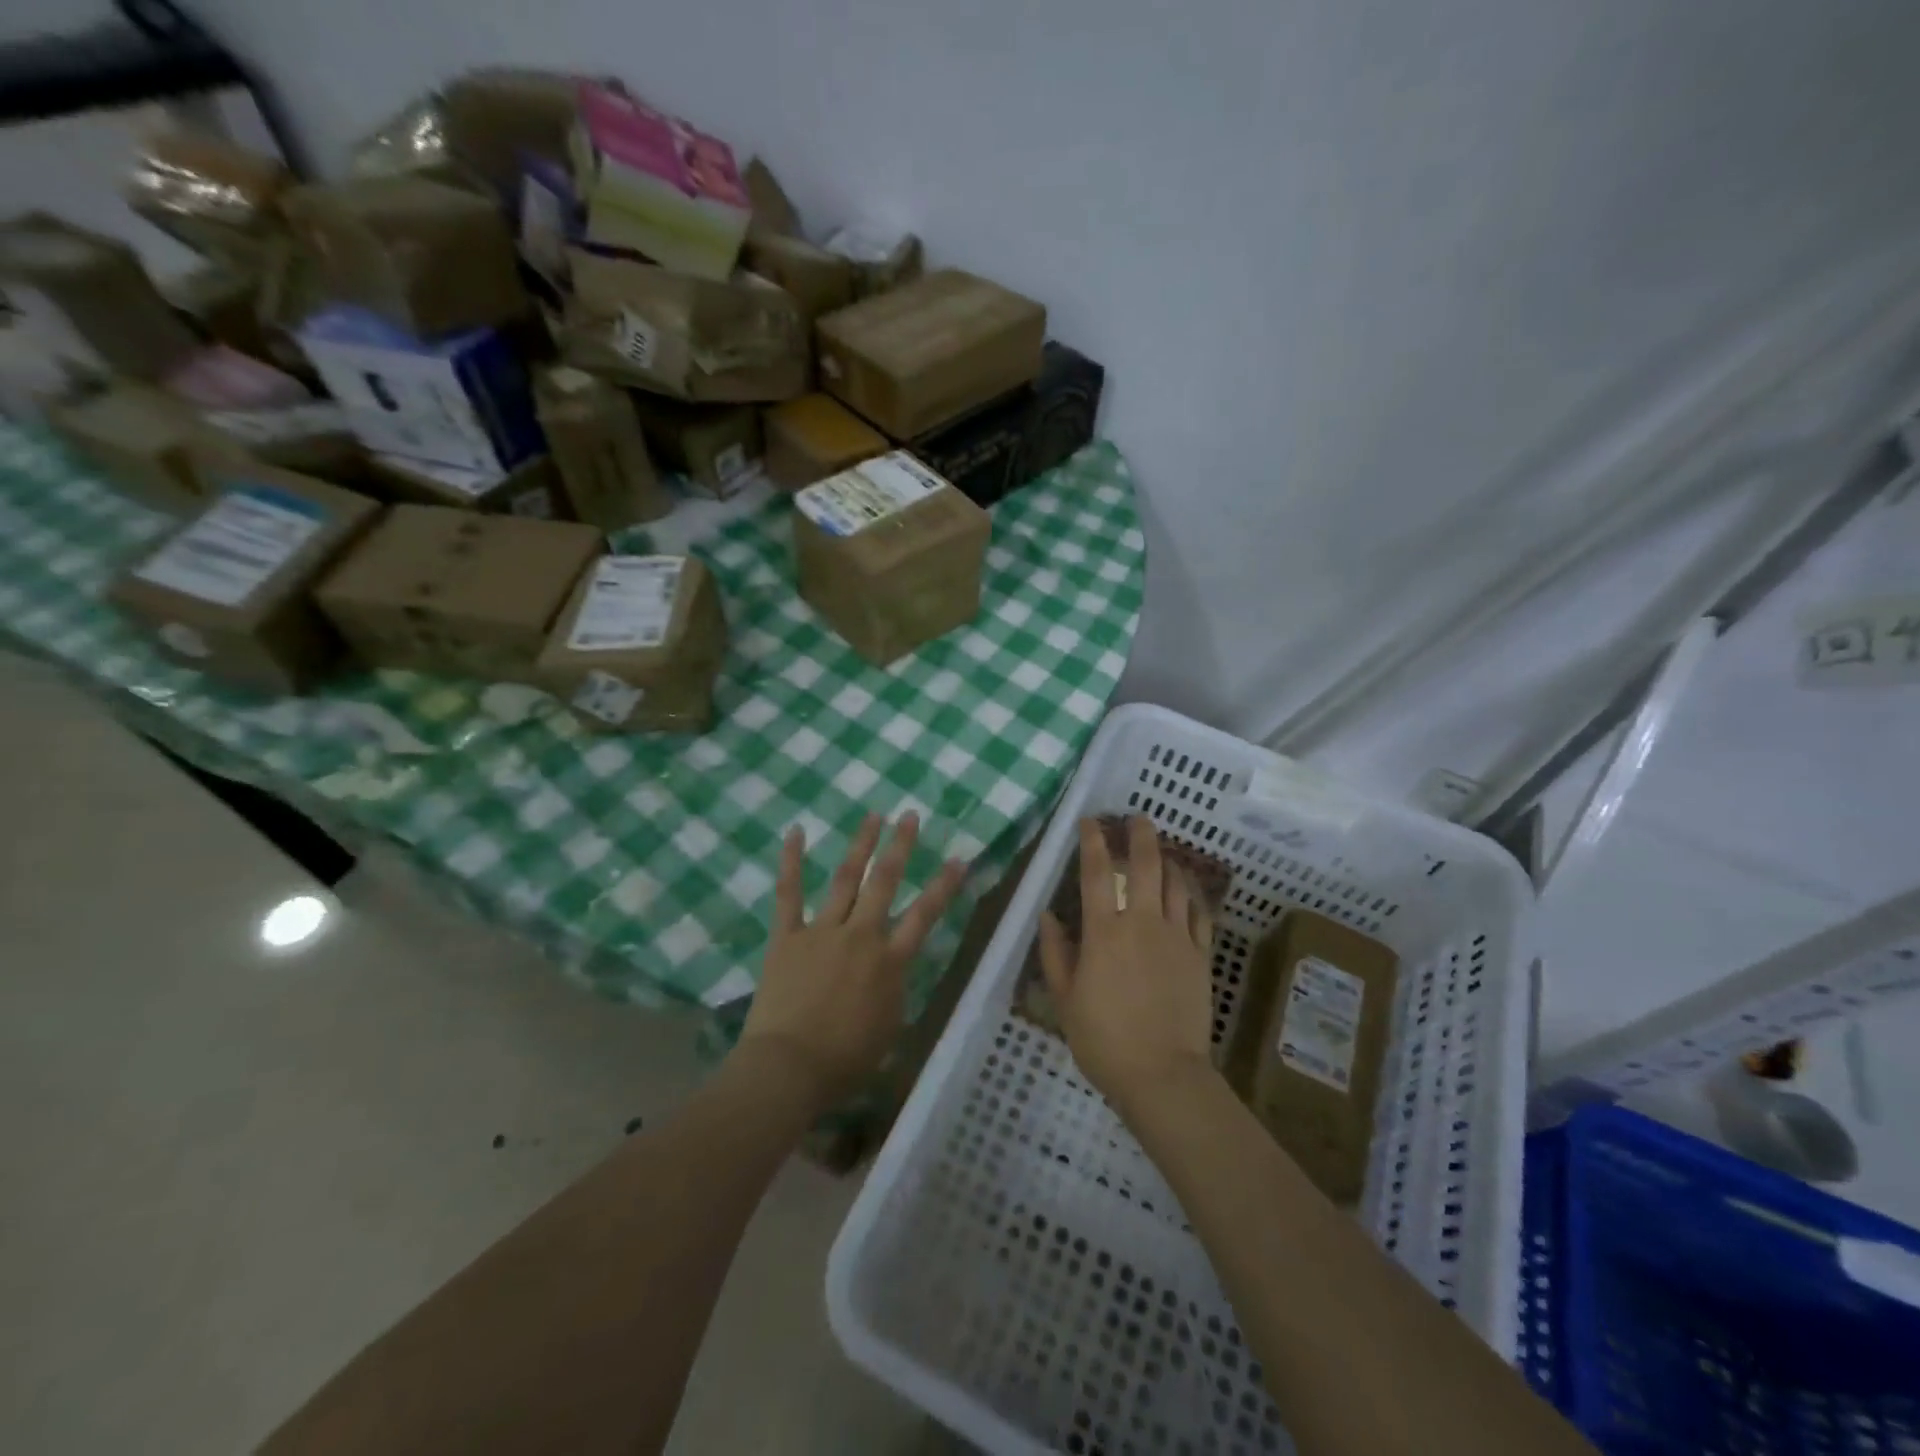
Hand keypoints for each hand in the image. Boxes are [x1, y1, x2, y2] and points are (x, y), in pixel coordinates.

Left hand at [737, 812, 966, 1109]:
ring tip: (873, 815)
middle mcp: (861, 936)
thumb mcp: (889, 1028)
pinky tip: (796, 831)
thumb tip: (893, 970)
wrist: (789, 1068)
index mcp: (890, 962)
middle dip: (899, 846)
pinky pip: (789, 893)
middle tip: (909, 816)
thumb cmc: (845, 1060)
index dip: (943, 886)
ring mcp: (822, 931)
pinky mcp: (787, 936)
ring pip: (845, 879)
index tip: (958, 858)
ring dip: (861, 845)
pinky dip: (791, 861)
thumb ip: (894, 991)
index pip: (924, 915)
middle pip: (884, 882)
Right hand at [1039, 815, 1218, 1117]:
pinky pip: (1199, 913)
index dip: (1091, 842)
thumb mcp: (1065, 999)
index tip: (1090, 821)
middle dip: (1140, 835)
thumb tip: (1048, 915)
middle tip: (1137, 818)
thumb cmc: (1103, 1039)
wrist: (1162, 1074)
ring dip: (1167, 860)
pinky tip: (1186, 888)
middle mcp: (1142, 923)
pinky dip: (1191, 894)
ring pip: (1175, 884)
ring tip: (1161, 850)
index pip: (1094, 874)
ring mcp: (1176, 937)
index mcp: (1104, 933)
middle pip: (1145, 866)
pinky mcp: (1200, 956)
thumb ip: (1055, 953)